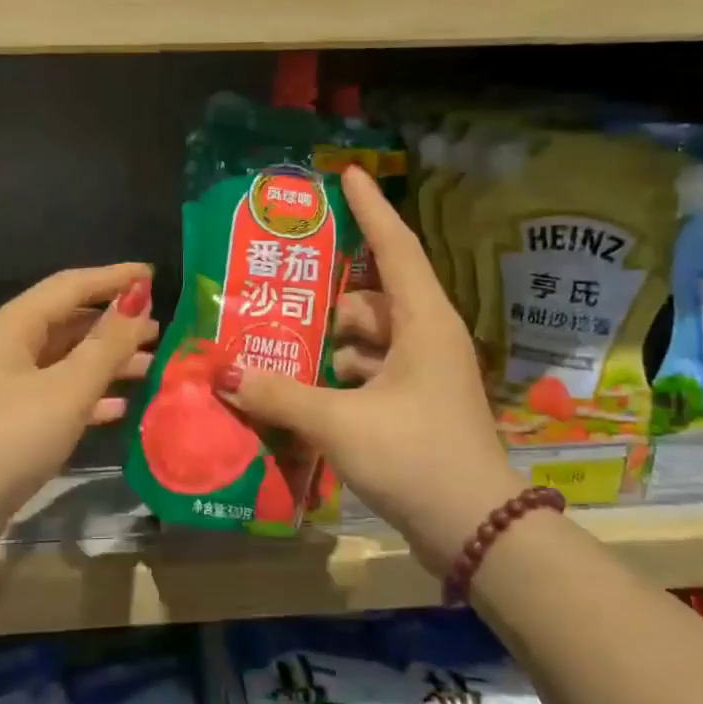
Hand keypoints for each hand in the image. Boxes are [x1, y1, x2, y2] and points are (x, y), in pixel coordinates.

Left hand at [0, 265, 156, 568]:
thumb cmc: (10, 437)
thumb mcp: (68, 388)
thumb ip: (107, 343)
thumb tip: (138, 299)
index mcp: (13, 325)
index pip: (71, 285)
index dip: (114, 278)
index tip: (154, 275)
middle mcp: (6, 346)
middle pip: (68, 322)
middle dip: (114, 325)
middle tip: (161, 330)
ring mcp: (5, 386)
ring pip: (65, 361)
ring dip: (107, 362)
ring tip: (151, 367)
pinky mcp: (8, 421)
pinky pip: (57, 395)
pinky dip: (88, 397)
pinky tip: (121, 408)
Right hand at [214, 167, 520, 576]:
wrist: (476, 530)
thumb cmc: (416, 457)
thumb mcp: (340, 422)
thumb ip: (280, 395)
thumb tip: (226, 373)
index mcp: (423, 323)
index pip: (395, 247)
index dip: (371, 208)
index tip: (348, 174)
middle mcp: (427, 339)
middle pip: (371, 299)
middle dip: (328, 298)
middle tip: (280, 295)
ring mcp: (423, 375)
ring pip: (368, 339)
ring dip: (329, 343)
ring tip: (280, 347)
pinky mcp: (415, 406)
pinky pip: (370, 372)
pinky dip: (339, 375)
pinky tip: (305, 390)